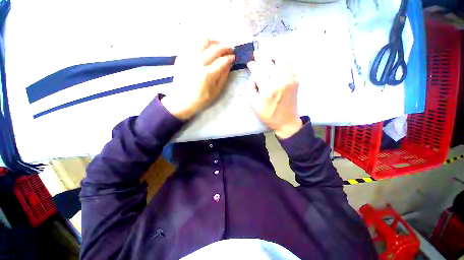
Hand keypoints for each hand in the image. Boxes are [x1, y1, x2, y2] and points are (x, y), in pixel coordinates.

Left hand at [162, 39, 234, 119]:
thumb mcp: (216, 91)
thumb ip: (223, 76)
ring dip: (214, 42)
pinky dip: (203, 44)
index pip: (222, 61)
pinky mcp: (182, 56)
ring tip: (219, 46)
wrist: (181, 100)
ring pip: (203, 41)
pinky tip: (207, 49)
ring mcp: (188, 58)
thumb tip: (229, 64)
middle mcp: (197, 63)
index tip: (234, 57)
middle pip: (214, 48)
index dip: (230, 57)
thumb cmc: (200, 99)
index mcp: (207, 74)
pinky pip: (194, 43)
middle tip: (230, 49)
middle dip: (225, 47)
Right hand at [246, 51, 301, 138]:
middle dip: (261, 56)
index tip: (250, 63)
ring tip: (268, 53)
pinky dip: (283, 59)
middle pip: (269, 62)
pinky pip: (289, 64)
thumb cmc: (268, 114)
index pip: (258, 70)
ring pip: (281, 59)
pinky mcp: (296, 80)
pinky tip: (278, 60)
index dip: (253, 65)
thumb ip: (250, 88)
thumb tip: (253, 75)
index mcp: (267, 89)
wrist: (286, 121)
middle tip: (257, 53)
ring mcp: (290, 79)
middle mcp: (279, 81)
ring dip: (273, 54)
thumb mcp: (253, 105)